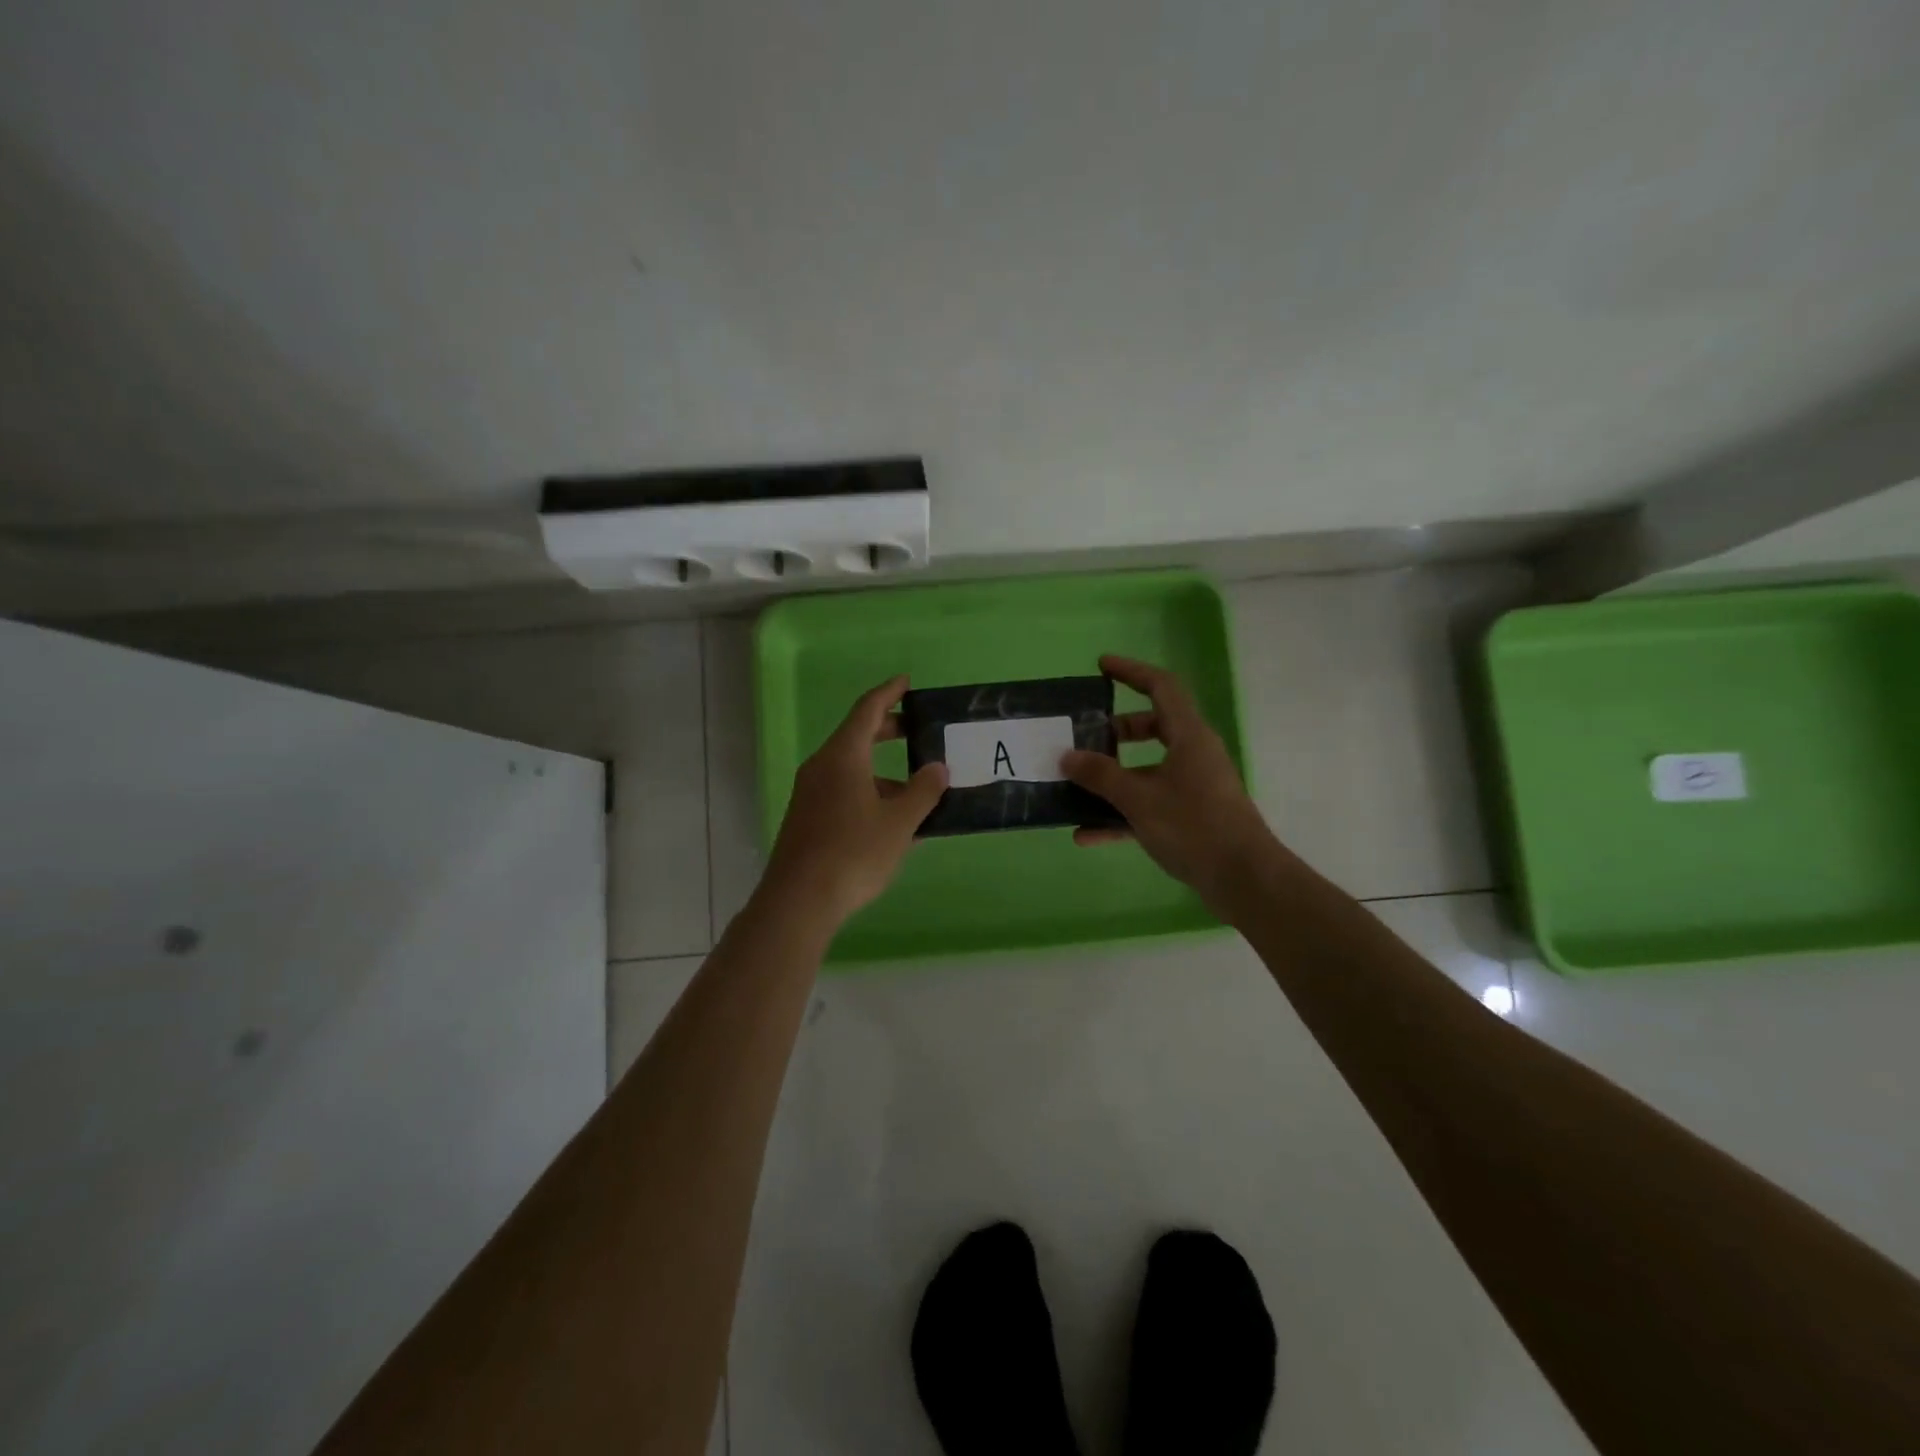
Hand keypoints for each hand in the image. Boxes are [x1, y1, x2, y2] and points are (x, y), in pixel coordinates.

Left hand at [762, 676, 948, 926]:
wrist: (799, 900)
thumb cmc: (853, 853)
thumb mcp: (899, 823)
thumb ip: (923, 792)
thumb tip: (938, 769)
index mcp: (843, 756)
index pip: (867, 710)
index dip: (889, 693)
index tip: (907, 682)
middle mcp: (822, 767)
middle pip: (857, 736)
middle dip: (888, 730)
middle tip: (917, 730)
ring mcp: (810, 793)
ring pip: (851, 769)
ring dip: (883, 772)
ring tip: (917, 793)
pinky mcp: (807, 818)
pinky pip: (843, 791)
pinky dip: (869, 793)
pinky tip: (892, 822)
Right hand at [1062, 655, 1275, 912]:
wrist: (1243, 879)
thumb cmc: (1193, 826)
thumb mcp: (1139, 798)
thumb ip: (1100, 776)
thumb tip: (1067, 756)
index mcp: (1188, 736)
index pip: (1161, 687)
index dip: (1131, 671)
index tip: (1101, 666)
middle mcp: (1193, 754)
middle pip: (1153, 727)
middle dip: (1116, 730)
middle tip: (1085, 734)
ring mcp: (1193, 786)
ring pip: (1148, 769)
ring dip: (1113, 776)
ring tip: (1076, 785)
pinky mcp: (1191, 816)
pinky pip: (1149, 804)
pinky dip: (1121, 814)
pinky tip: (1086, 834)